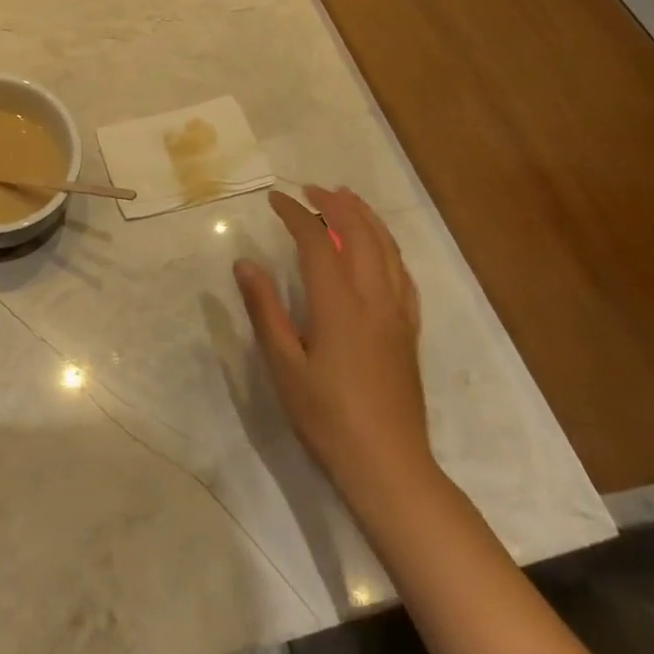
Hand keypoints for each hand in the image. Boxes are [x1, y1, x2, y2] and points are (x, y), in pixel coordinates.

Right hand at [235, 186, 433, 497]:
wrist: (388, 465)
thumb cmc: (327, 417)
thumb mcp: (284, 365)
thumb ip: (266, 310)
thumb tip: (245, 263)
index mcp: (338, 303)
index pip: (317, 241)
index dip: (296, 214)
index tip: (275, 199)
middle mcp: (373, 298)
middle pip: (359, 234)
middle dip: (336, 205)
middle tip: (311, 189)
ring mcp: (397, 313)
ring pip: (387, 249)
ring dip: (366, 218)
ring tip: (347, 200)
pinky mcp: (409, 331)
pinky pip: (403, 275)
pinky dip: (388, 249)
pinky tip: (380, 249)